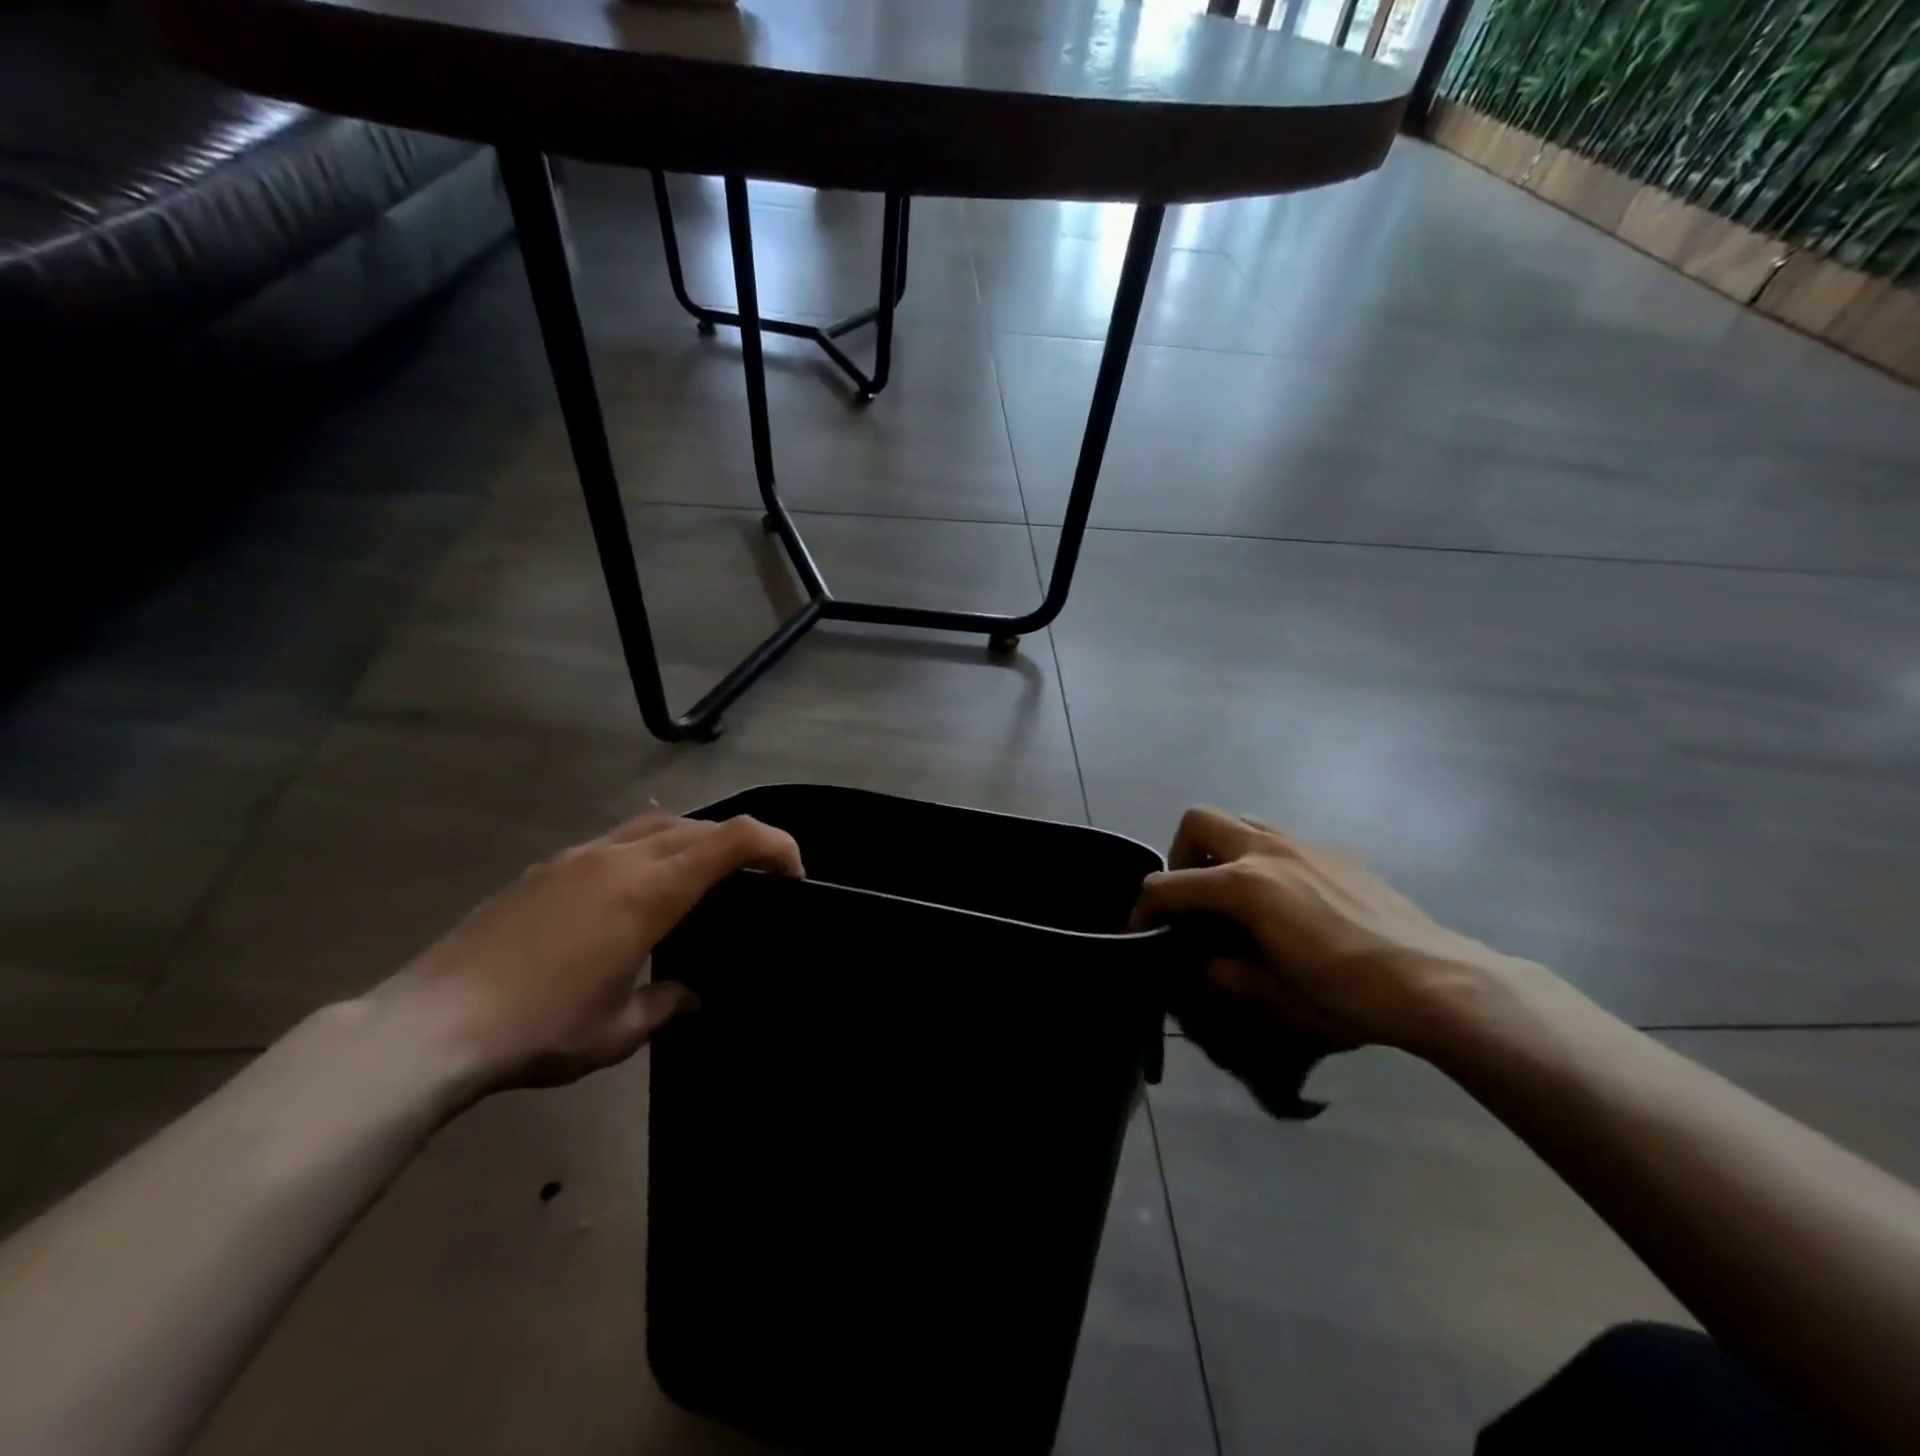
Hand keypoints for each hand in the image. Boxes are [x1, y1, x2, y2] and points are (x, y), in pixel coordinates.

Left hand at [369, 812, 802, 1092]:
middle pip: (699, 825)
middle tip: (754, 881)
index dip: (775, 844)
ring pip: (656, 824)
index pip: (732, 840)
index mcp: (650, 892)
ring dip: (692, 840)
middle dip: (738, 844)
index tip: (794, 874)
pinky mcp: (548, 867)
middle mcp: (620, 858)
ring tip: (699, 878)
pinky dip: (648, 845)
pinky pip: (616, 837)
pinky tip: (638, 879)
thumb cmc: (539, 1029)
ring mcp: (579, 857)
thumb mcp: (619, 1030)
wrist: (430, 1026)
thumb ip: (669, 1003)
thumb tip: (691, 994)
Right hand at [1134, 806, 1518, 1050]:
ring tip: (1236, 893)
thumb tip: (1208, 963)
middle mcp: (1266, 851)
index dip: (1145, 906)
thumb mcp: (1276, 996)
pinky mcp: (1335, 852)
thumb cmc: (1347, 993)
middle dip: (1182, 853)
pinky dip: (1264, 858)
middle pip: (1199, 821)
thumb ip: (1228, 973)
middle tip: (1193, 895)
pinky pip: (1282, 840)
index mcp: (1243, 886)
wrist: (1434, 980)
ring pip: (1242, 821)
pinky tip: (1288, 901)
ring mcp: (1303, 845)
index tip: (1140, 927)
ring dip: (1223, 849)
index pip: (1170, 884)